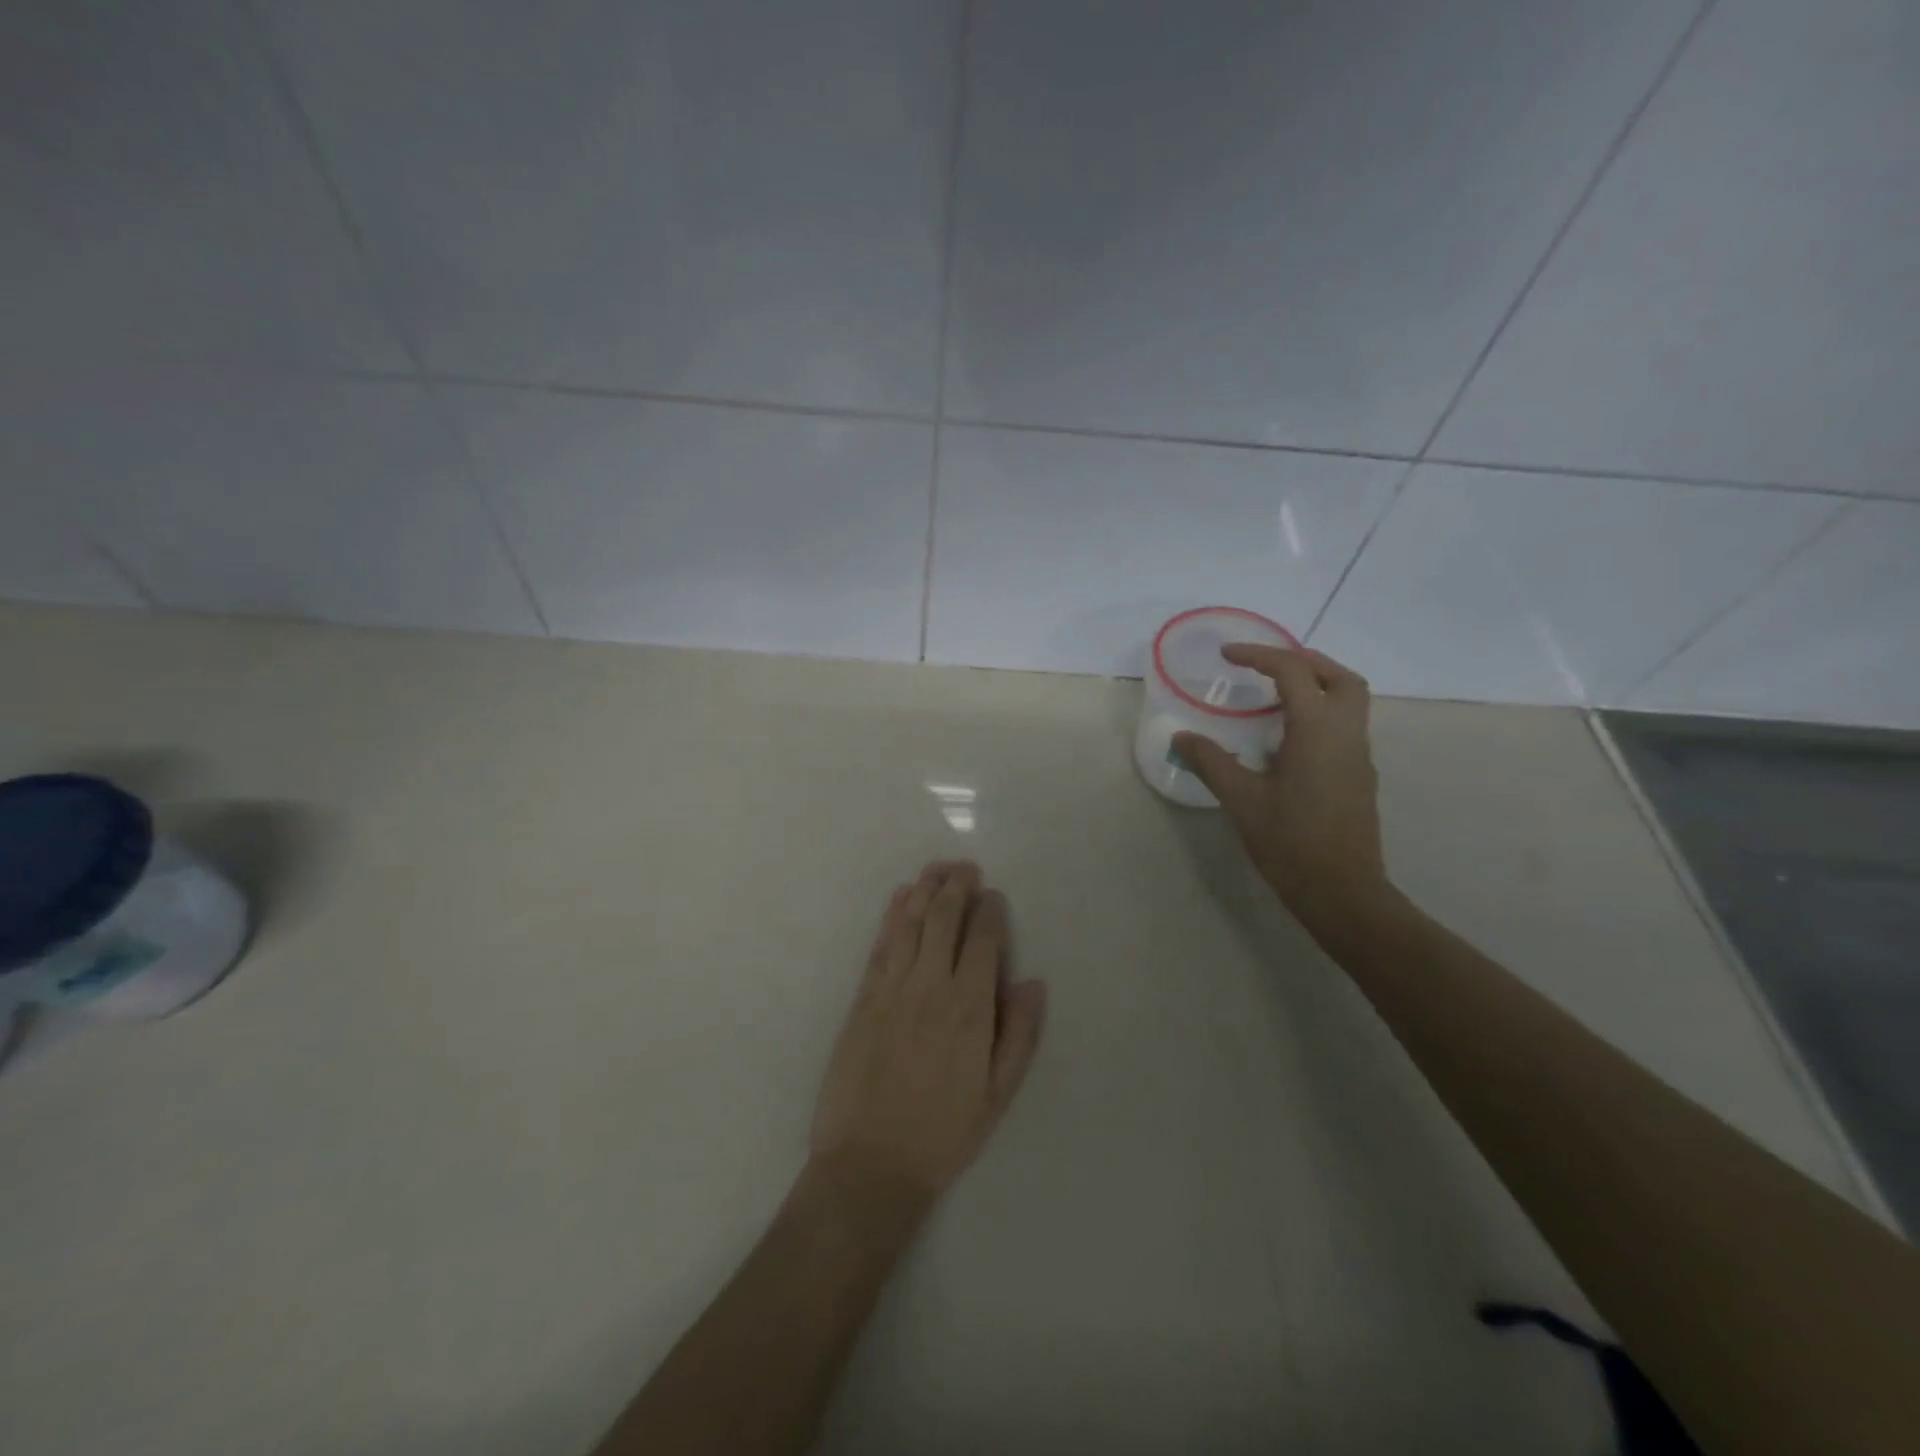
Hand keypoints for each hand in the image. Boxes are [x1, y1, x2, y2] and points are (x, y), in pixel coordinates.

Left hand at [809, 862, 1046, 1213]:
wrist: (870, 1164)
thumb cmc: (943, 1133)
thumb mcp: (998, 1095)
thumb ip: (1020, 1034)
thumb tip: (1033, 982)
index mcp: (970, 1008)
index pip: (984, 941)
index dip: (990, 911)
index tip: (994, 896)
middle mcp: (931, 986)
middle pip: (944, 920)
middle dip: (956, 887)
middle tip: (965, 867)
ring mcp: (892, 988)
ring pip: (910, 923)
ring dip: (924, 890)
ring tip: (936, 869)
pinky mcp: (863, 997)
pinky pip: (881, 944)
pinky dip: (892, 915)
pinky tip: (900, 899)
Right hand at [1173, 646, 1390, 930]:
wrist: (1342, 891)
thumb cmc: (1290, 842)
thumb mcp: (1242, 800)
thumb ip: (1211, 762)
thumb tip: (1181, 737)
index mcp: (1317, 731)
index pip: (1293, 672)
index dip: (1260, 655)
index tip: (1227, 655)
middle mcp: (1346, 734)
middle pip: (1338, 676)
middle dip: (1303, 661)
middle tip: (1265, 665)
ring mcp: (1359, 755)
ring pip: (1349, 700)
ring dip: (1316, 685)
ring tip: (1273, 695)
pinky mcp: (1359, 776)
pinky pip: (1345, 725)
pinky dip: (1319, 712)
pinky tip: (1286, 738)